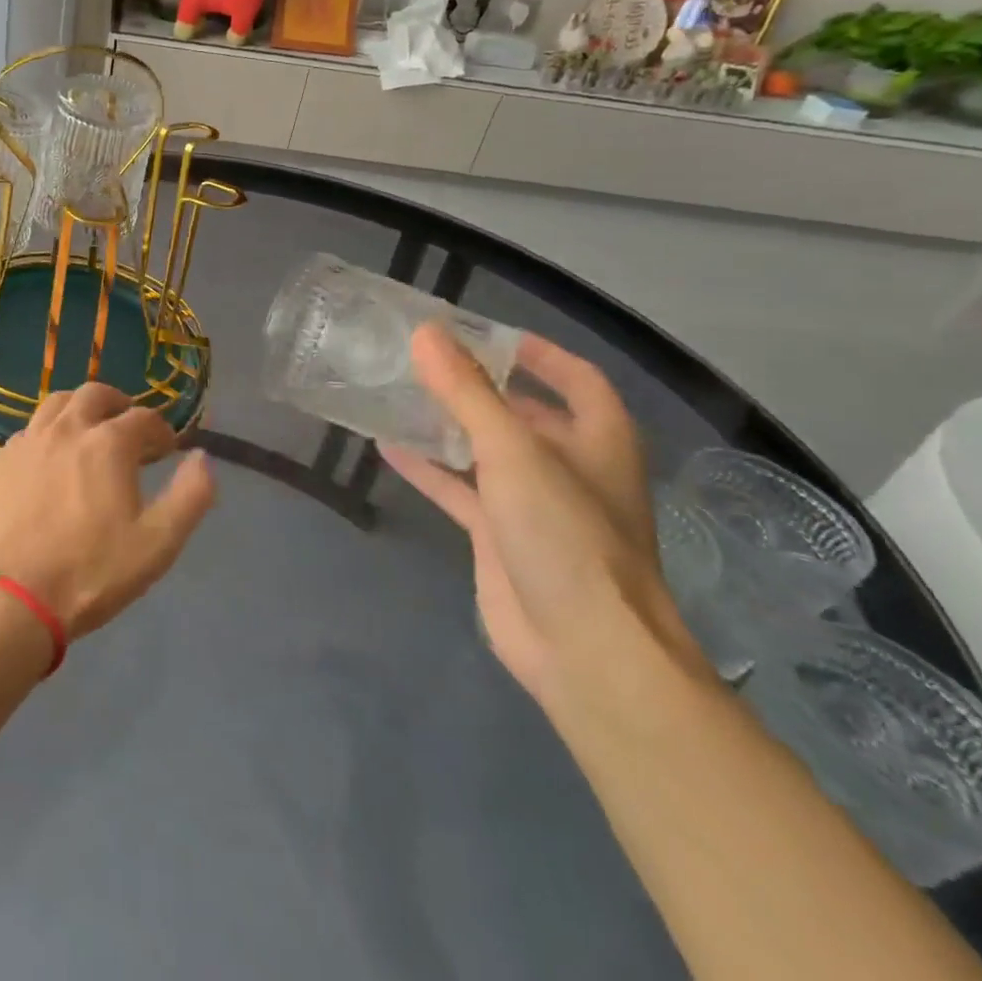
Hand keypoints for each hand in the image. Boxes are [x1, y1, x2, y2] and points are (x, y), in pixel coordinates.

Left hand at [0, 384, 214, 639]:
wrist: (10, 599)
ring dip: (80, 409)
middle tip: (129, 430)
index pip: (144, 418)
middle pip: (96, 394)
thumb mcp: (157, 543)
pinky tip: (51, 458)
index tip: (167, 449)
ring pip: (57, 403)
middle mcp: (67, 429)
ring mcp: (29, 442)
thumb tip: (203, 457)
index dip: (161, 430)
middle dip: (119, 405)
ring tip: (89, 432)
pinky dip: (49, 431)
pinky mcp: (1, 462)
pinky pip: (30, 429)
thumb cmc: (90, 572)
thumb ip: (190, 496)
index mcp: (108, 443)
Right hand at [382, 326, 696, 703]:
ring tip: (400, 393)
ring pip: (486, 450)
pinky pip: (459, 489)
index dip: (538, 353)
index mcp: (596, 439)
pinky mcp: (499, 536)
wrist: (583, 649)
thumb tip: (425, 333)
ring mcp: (532, 504)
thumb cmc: (565, 535)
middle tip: (426, 360)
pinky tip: (385, 447)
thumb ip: (466, 391)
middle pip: (525, 413)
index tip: (486, 333)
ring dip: (449, 424)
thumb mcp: (513, 451)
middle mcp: (569, 466)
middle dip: (481, 386)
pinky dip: (428, 468)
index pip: (575, 378)